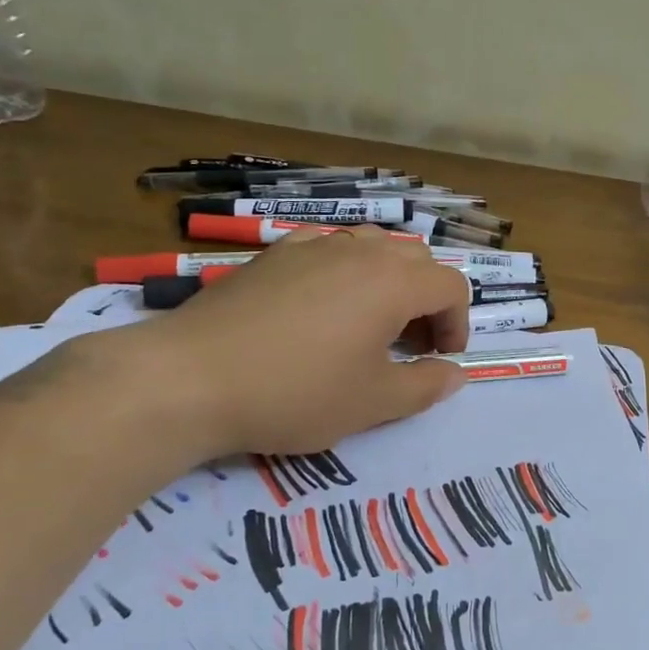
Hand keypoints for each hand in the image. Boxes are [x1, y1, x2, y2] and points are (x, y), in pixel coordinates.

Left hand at [106, 228, 471, 458]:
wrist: (191, 378)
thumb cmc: (295, 392)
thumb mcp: (373, 403)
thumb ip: (426, 386)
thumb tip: (458, 374)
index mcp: (393, 282)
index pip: (451, 287)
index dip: (457, 323)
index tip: (439, 359)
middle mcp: (360, 251)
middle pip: (417, 260)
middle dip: (427, 300)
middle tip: (410, 344)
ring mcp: (313, 246)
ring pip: (373, 246)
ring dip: (389, 280)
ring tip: (370, 322)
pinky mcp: (275, 254)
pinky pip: (328, 247)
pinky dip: (344, 269)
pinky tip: (322, 302)